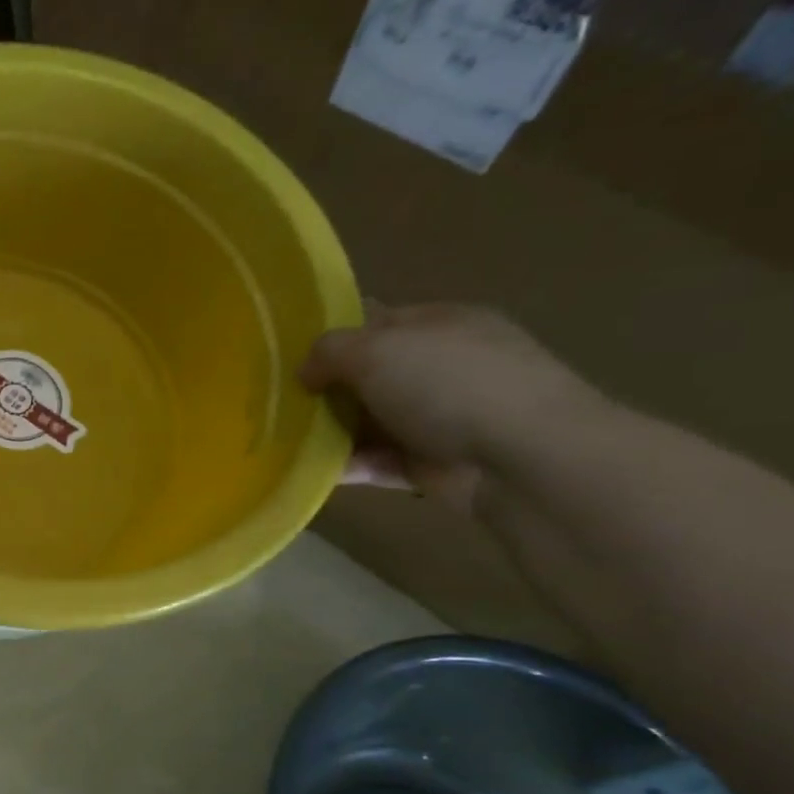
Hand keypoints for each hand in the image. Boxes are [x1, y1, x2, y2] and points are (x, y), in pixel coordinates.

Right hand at [300, 303, 601, 514]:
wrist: (521, 458)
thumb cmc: (449, 384)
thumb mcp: (376, 349)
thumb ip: (329, 351)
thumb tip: (305, 372)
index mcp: (437, 324)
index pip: (372, 320)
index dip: (328, 335)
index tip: (282, 356)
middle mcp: (438, 367)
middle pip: (364, 375)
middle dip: (321, 389)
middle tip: (273, 403)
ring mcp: (436, 417)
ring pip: (365, 421)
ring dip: (327, 433)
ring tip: (282, 442)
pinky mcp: (429, 463)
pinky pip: (375, 462)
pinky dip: (345, 467)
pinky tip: (309, 473)